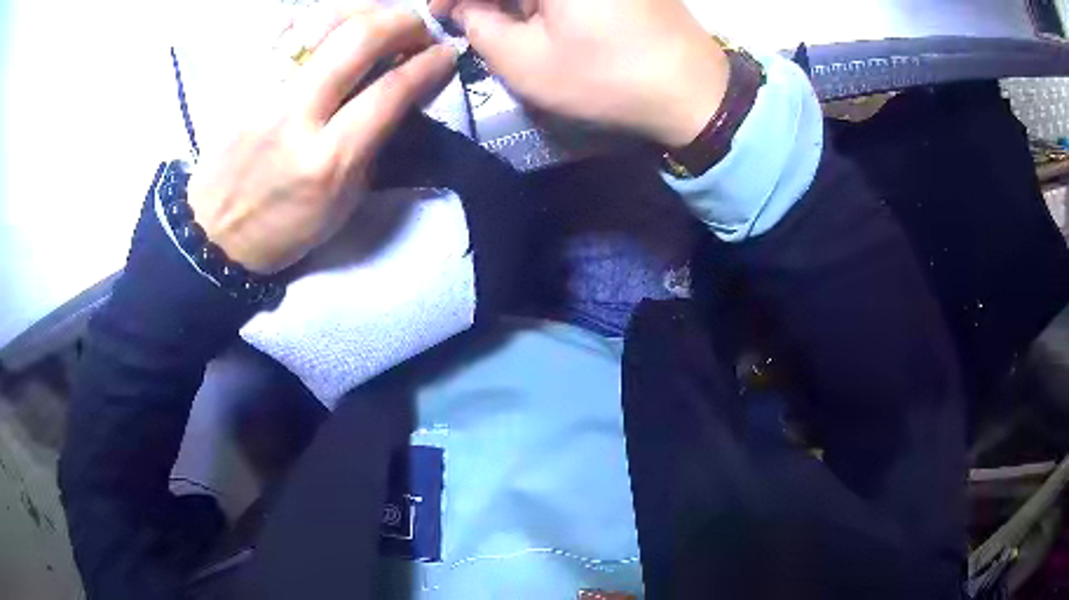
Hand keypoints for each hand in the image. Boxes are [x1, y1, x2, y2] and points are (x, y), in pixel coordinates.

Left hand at [188, 3, 456, 273]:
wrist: (212, 232)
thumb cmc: (282, 228)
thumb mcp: (341, 204)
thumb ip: (374, 146)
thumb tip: (401, 94)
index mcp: (327, 160)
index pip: (390, 91)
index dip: (429, 64)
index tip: (445, 54)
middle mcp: (295, 115)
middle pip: (359, 38)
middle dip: (404, 22)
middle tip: (418, 30)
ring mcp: (264, 90)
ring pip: (323, 19)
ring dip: (366, 10)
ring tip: (381, 21)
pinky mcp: (244, 81)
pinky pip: (288, 27)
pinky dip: (323, 16)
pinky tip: (338, 25)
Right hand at [446, 0, 728, 146]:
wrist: (694, 91)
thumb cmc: (607, 79)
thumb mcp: (525, 62)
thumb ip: (480, 27)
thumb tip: (462, 7)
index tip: (442, 13)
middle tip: (468, 18)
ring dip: (514, 2)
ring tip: (499, 20)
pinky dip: (542, 2)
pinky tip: (536, 15)